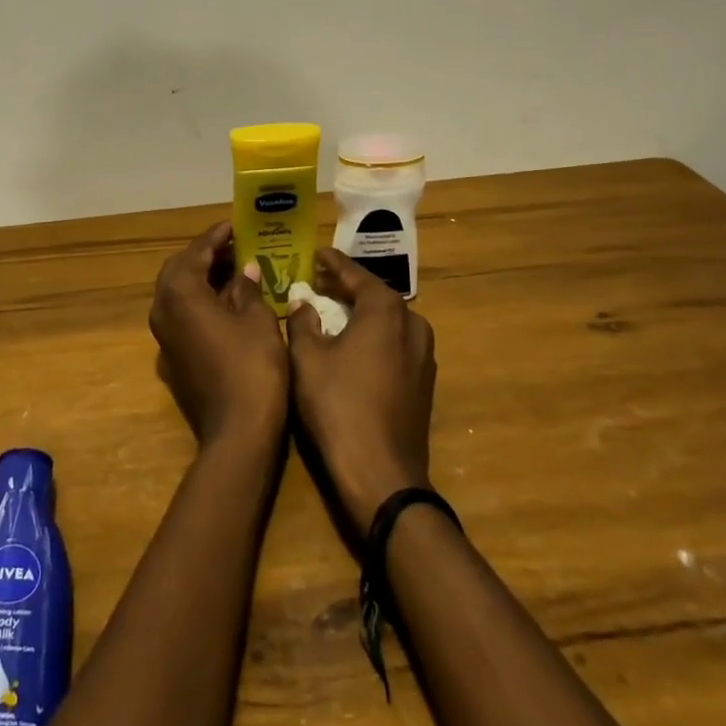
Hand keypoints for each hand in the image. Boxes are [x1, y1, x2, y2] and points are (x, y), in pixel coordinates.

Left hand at [148, 221, 289, 451]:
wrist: (238, 432)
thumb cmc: (252, 366)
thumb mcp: (258, 319)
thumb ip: (247, 288)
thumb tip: (245, 270)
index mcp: (180, 294)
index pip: (195, 253)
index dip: (216, 237)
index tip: (234, 225)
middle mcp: (163, 311)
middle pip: (178, 270)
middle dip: (204, 256)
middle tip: (234, 247)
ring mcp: (164, 338)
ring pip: (177, 295)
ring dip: (202, 279)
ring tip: (236, 270)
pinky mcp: (173, 359)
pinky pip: (182, 317)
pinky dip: (200, 303)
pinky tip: (228, 304)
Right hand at [288, 248, 435, 528]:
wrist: (381, 472)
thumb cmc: (338, 405)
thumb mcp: (307, 358)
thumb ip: (303, 322)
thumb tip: (302, 302)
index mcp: (385, 310)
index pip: (356, 275)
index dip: (333, 263)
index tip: (316, 253)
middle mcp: (412, 324)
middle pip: (376, 296)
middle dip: (346, 287)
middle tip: (319, 282)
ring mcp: (423, 355)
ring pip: (388, 321)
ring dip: (361, 312)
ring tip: (332, 310)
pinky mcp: (423, 382)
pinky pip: (395, 344)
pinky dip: (373, 335)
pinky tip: (352, 345)